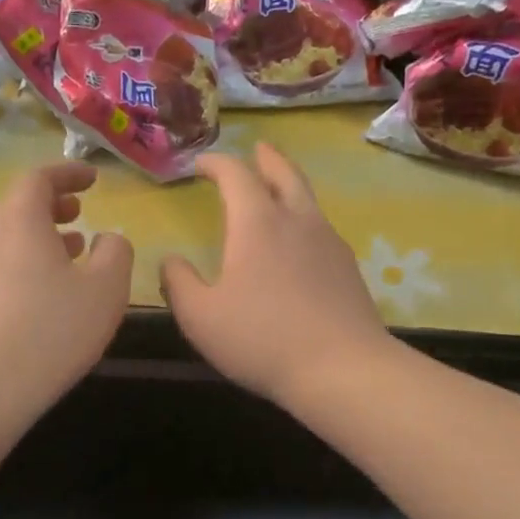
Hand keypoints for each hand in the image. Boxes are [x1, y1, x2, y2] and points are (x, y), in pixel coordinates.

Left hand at [0, 163, 132, 410]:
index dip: (68, 173)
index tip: (93, 179)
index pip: (39, 178)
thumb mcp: (106, 289)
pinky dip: (26, 260)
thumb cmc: (53, 329)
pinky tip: (48, 289)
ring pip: (7, 236)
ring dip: (40, 234)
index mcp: (20, 220)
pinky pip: (0, 263)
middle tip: (79, 212)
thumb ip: (116, 253)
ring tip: (72, 249)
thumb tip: (109, 239)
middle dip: (52, 203)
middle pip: (17, 204)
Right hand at [161, 144, 391, 408]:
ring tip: (278, 190)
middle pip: (284, 174)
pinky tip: (300, 243)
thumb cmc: (261, 339)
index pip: (236, 175)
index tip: (201, 165)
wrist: (342, 368)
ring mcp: (329, 243)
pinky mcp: (348, 269)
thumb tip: (170, 261)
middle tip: (257, 150)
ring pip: (308, 200)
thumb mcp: (200, 317)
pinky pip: (321, 229)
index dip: (216, 163)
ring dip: (289, 186)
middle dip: (266, 159)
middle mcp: (297, 221)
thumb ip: (179, 283)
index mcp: (257, 224)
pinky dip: (304, 220)